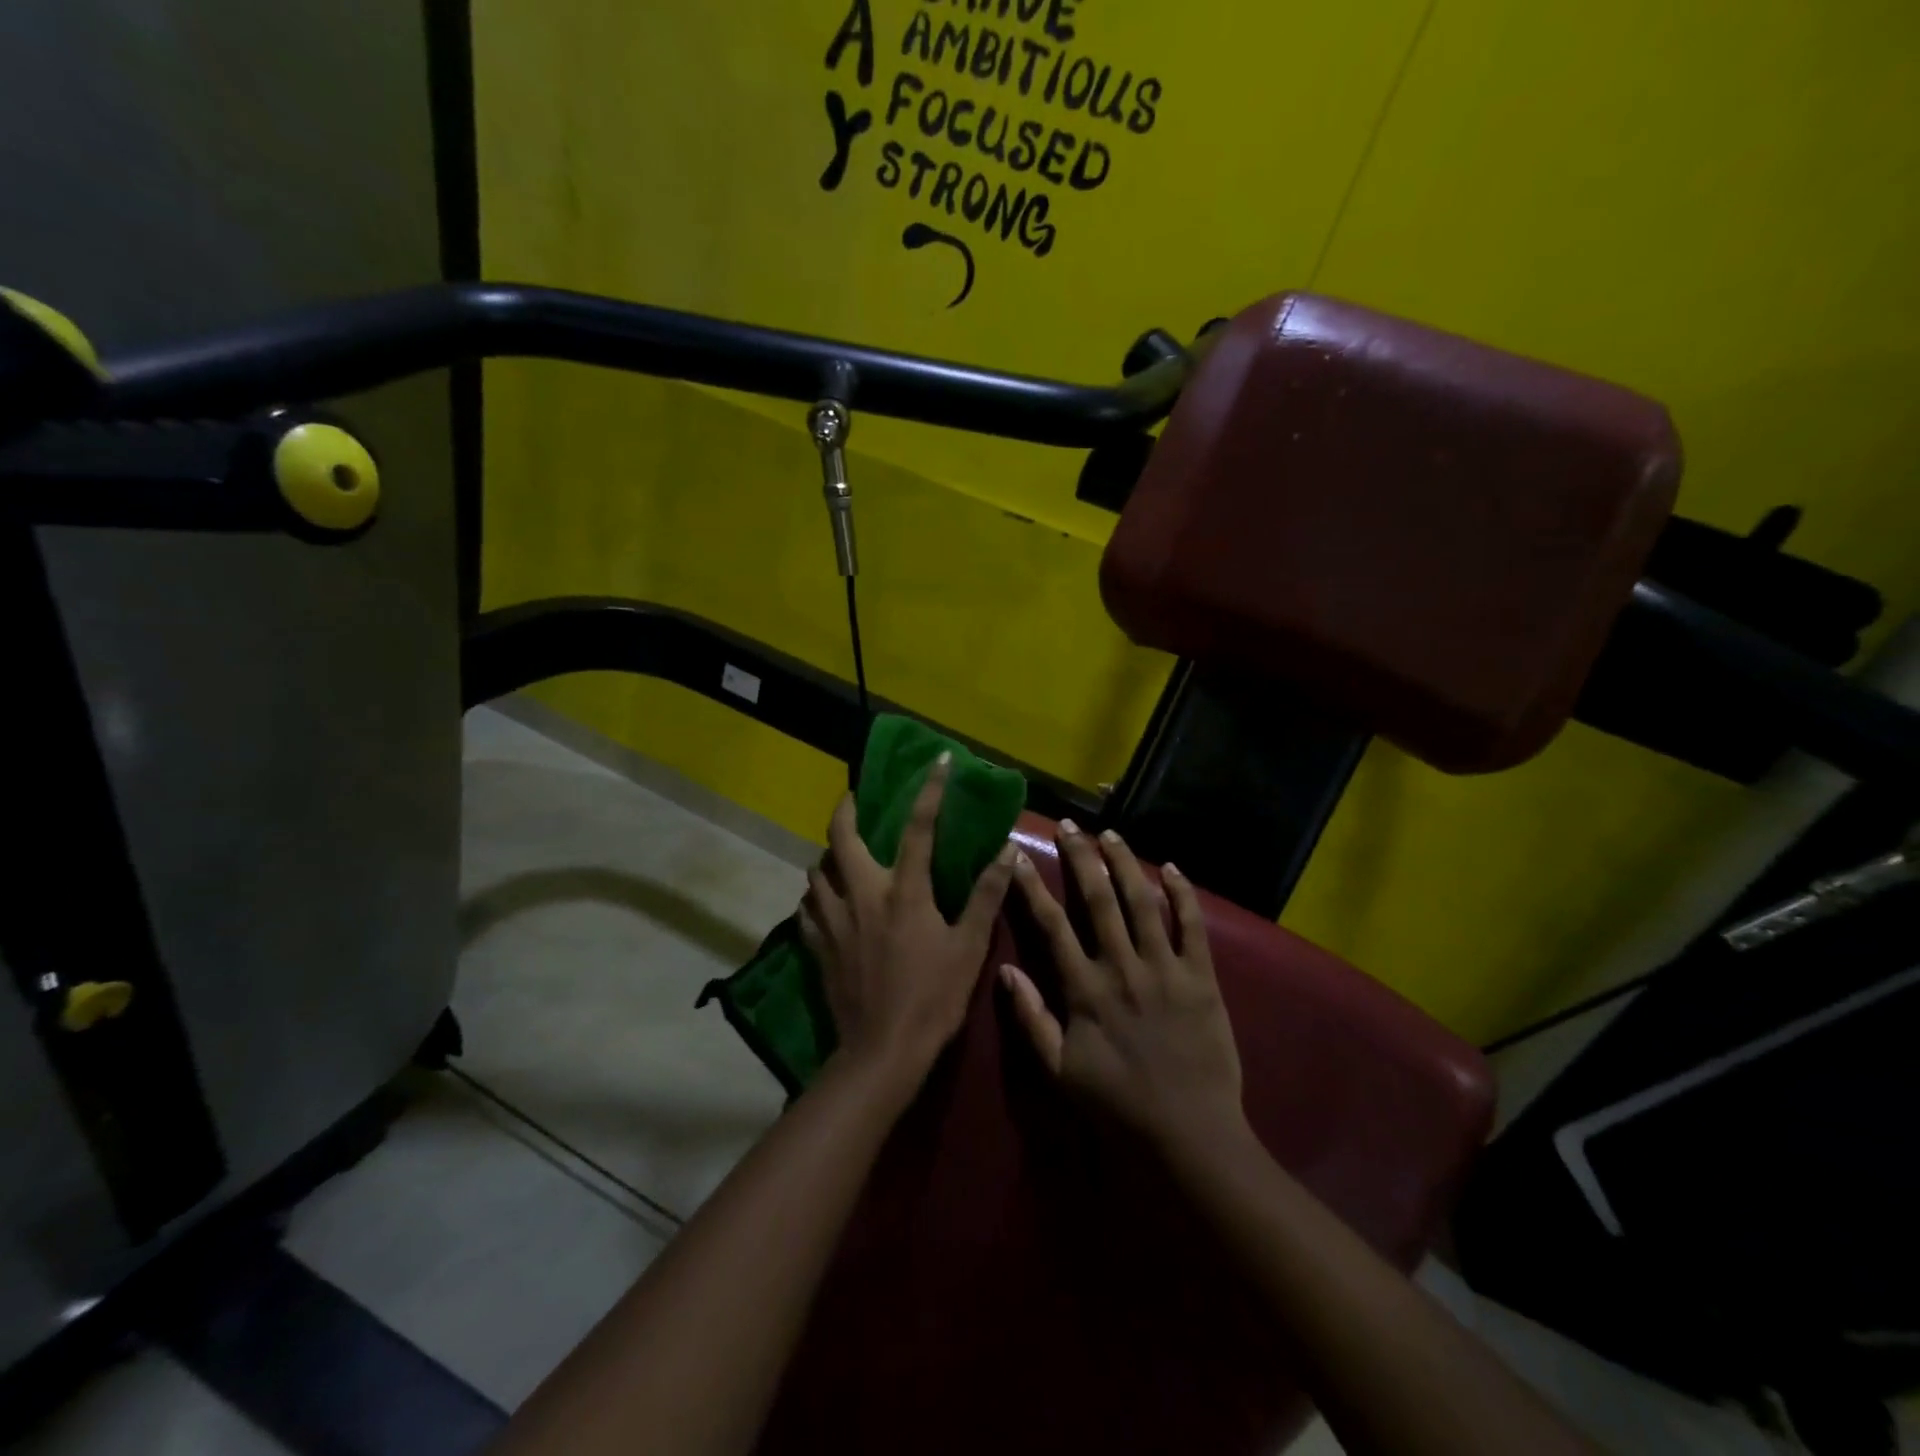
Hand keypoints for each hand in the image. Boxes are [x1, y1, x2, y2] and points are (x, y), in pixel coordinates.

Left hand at [798, 754, 1017, 1098]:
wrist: (882, 1052)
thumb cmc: (933, 997)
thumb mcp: (969, 947)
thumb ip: (985, 897)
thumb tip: (1007, 853)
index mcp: (904, 891)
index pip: (918, 828)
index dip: (930, 791)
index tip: (938, 761)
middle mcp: (862, 894)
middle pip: (841, 837)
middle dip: (845, 809)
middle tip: (854, 800)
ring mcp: (834, 920)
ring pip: (817, 870)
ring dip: (829, 856)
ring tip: (842, 856)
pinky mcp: (817, 946)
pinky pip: (808, 908)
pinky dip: (816, 896)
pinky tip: (824, 901)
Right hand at [1000, 822, 1245, 1157]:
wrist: (1190, 1134)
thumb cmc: (1118, 1103)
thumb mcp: (1060, 1071)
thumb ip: (1031, 1019)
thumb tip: (1005, 970)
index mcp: (1085, 989)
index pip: (1052, 925)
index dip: (1033, 887)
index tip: (1018, 856)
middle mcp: (1122, 967)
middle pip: (1098, 900)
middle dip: (1081, 859)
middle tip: (1069, 826)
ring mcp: (1165, 969)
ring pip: (1142, 902)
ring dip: (1125, 864)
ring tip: (1111, 834)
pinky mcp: (1201, 977)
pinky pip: (1192, 926)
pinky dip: (1183, 894)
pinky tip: (1171, 868)